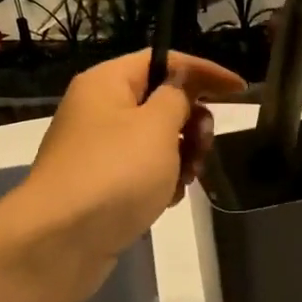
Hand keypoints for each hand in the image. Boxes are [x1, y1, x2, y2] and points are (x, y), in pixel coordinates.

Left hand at [17, 50, 244, 281]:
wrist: (60, 240)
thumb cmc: (115, 173)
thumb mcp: (156, 126)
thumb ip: (177, 97)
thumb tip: (180, 84)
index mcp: (106, 83)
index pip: (163, 61)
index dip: (204, 72)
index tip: (240, 91)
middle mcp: (98, 110)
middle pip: (159, 102)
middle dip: (192, 122)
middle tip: (204, 145)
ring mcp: (97, 151)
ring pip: (155, 141)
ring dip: (181, 156)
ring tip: (187, 179)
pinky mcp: (100, 186)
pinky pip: (141, 172)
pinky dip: (161, 181)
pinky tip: (167, 200)